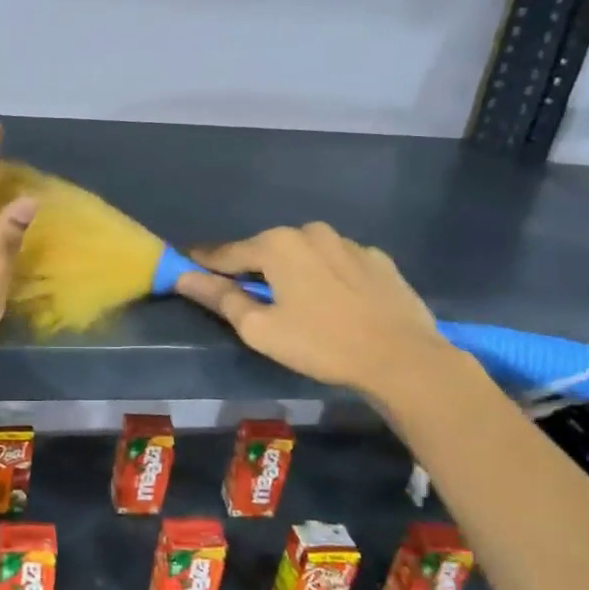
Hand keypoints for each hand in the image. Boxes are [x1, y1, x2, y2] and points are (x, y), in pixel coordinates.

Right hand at [174, 223, 451, 396]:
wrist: (404, 358)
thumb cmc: (321, 344)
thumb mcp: (260, 329)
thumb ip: (221, 298)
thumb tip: (184, 277)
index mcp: (277, 243)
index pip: (227, 252)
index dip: (205, 263)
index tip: (186, 267)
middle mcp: (310, 231)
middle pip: (267, 249)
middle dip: (253, 268)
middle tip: (245, 296)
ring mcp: (348, 242)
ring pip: (305, 253)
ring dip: (292, 270)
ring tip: (294, 301)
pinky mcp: (377, 259)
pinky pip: (337, 262)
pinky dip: (326, 275)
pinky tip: (333, 302)